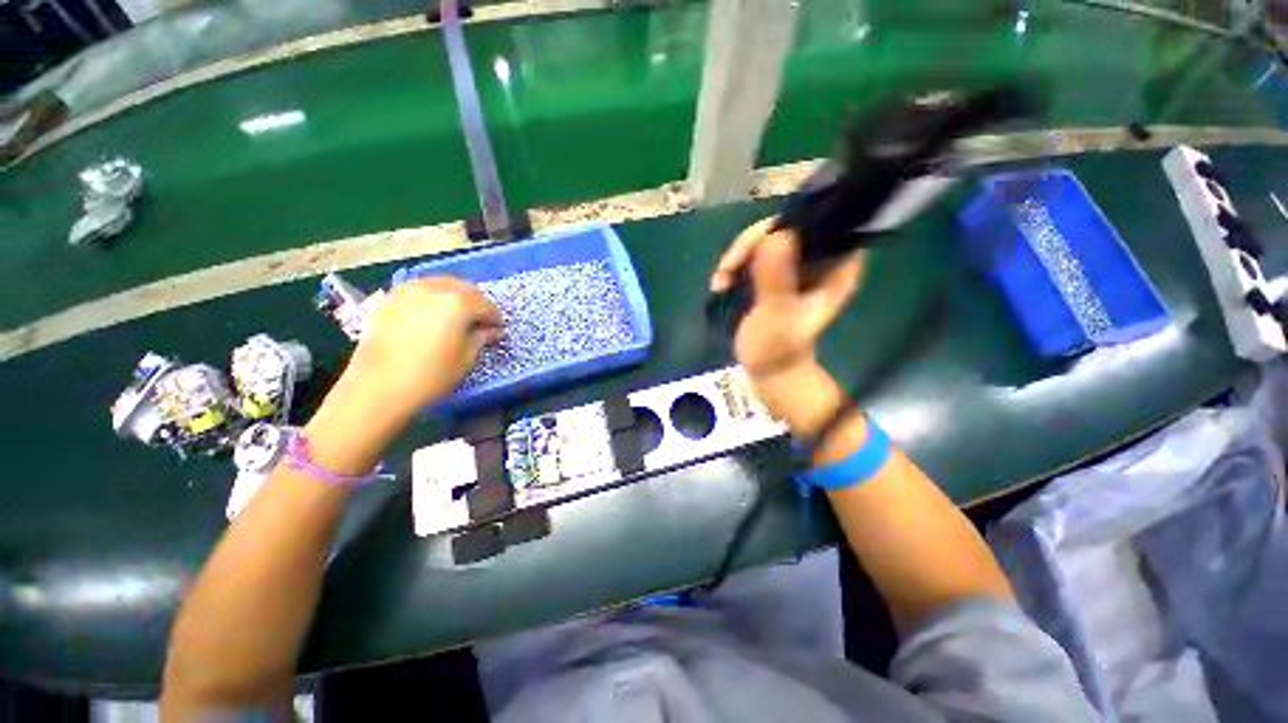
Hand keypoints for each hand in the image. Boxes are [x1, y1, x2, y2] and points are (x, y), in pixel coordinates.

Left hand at [343, 276, 501, 414]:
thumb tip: (494, 331)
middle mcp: (435, 289)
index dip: (495, 317)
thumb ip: (481, 338)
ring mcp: (409, 291)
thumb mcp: (465, 359)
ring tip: (457, 315)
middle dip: (476, 302)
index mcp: (458, 303)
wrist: (378, 387)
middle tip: (480, 321)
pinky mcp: (390, 299)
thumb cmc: (431, 376)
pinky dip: (432, 296)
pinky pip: (419, 289)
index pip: (485, 304)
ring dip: (454, 295)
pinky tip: (432, 313)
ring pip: (441, 283)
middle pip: (464, 288)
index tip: (498, 329)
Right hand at [710, 218, 863, 416]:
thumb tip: (776, 235)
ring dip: (738, 257)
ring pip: (766, 239)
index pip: (819, 224)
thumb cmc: (777, 349)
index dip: (787, 225)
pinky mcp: (776, 272)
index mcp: (837, 268)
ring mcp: (796, 265)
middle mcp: (820, 260)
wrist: (767, 370)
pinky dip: (734, 265)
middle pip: (787, 227)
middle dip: (752, 244)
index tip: (754, 247)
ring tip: (720, 282)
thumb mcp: (776, 317)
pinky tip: (720, 284)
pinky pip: (753, 254)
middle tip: (727, 268)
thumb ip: (777, 280)